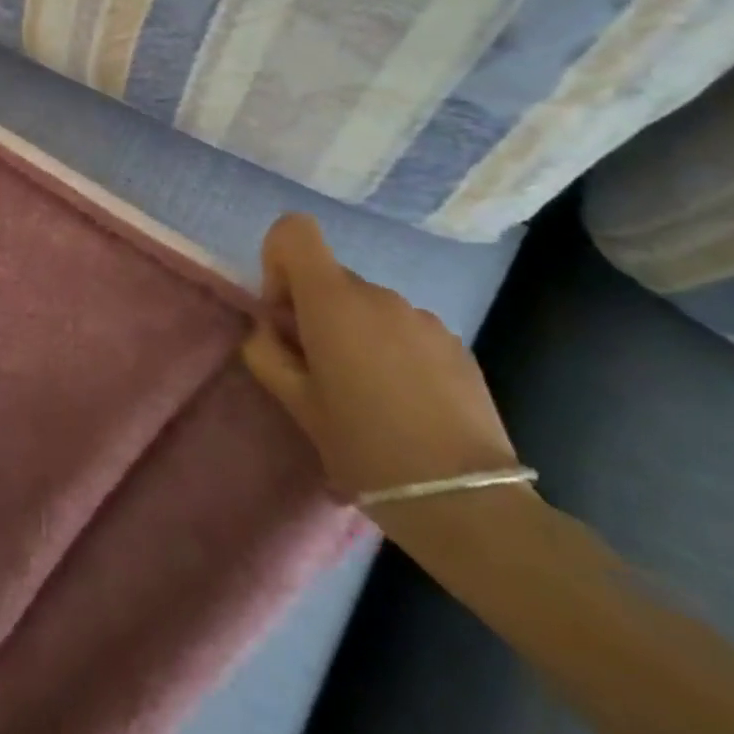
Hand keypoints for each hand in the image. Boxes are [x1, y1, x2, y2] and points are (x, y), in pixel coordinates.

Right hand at [241, 213, 520, 523]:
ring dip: (353, 332)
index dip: (278, 260)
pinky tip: (404, 402)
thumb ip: (267, 353)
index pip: (295, 231)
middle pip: (329, 277)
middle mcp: (379, 295)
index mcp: (333, 301)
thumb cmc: (364, 447)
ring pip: (367, 306)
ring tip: (365, 394)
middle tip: (318, 370)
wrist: (466, 502)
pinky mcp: (455, 344)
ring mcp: (423, 318)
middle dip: (313, 310)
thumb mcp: (297, 404)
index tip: (284, 314)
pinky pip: (404, 329)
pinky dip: (391, 349)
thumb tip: (268, 330)